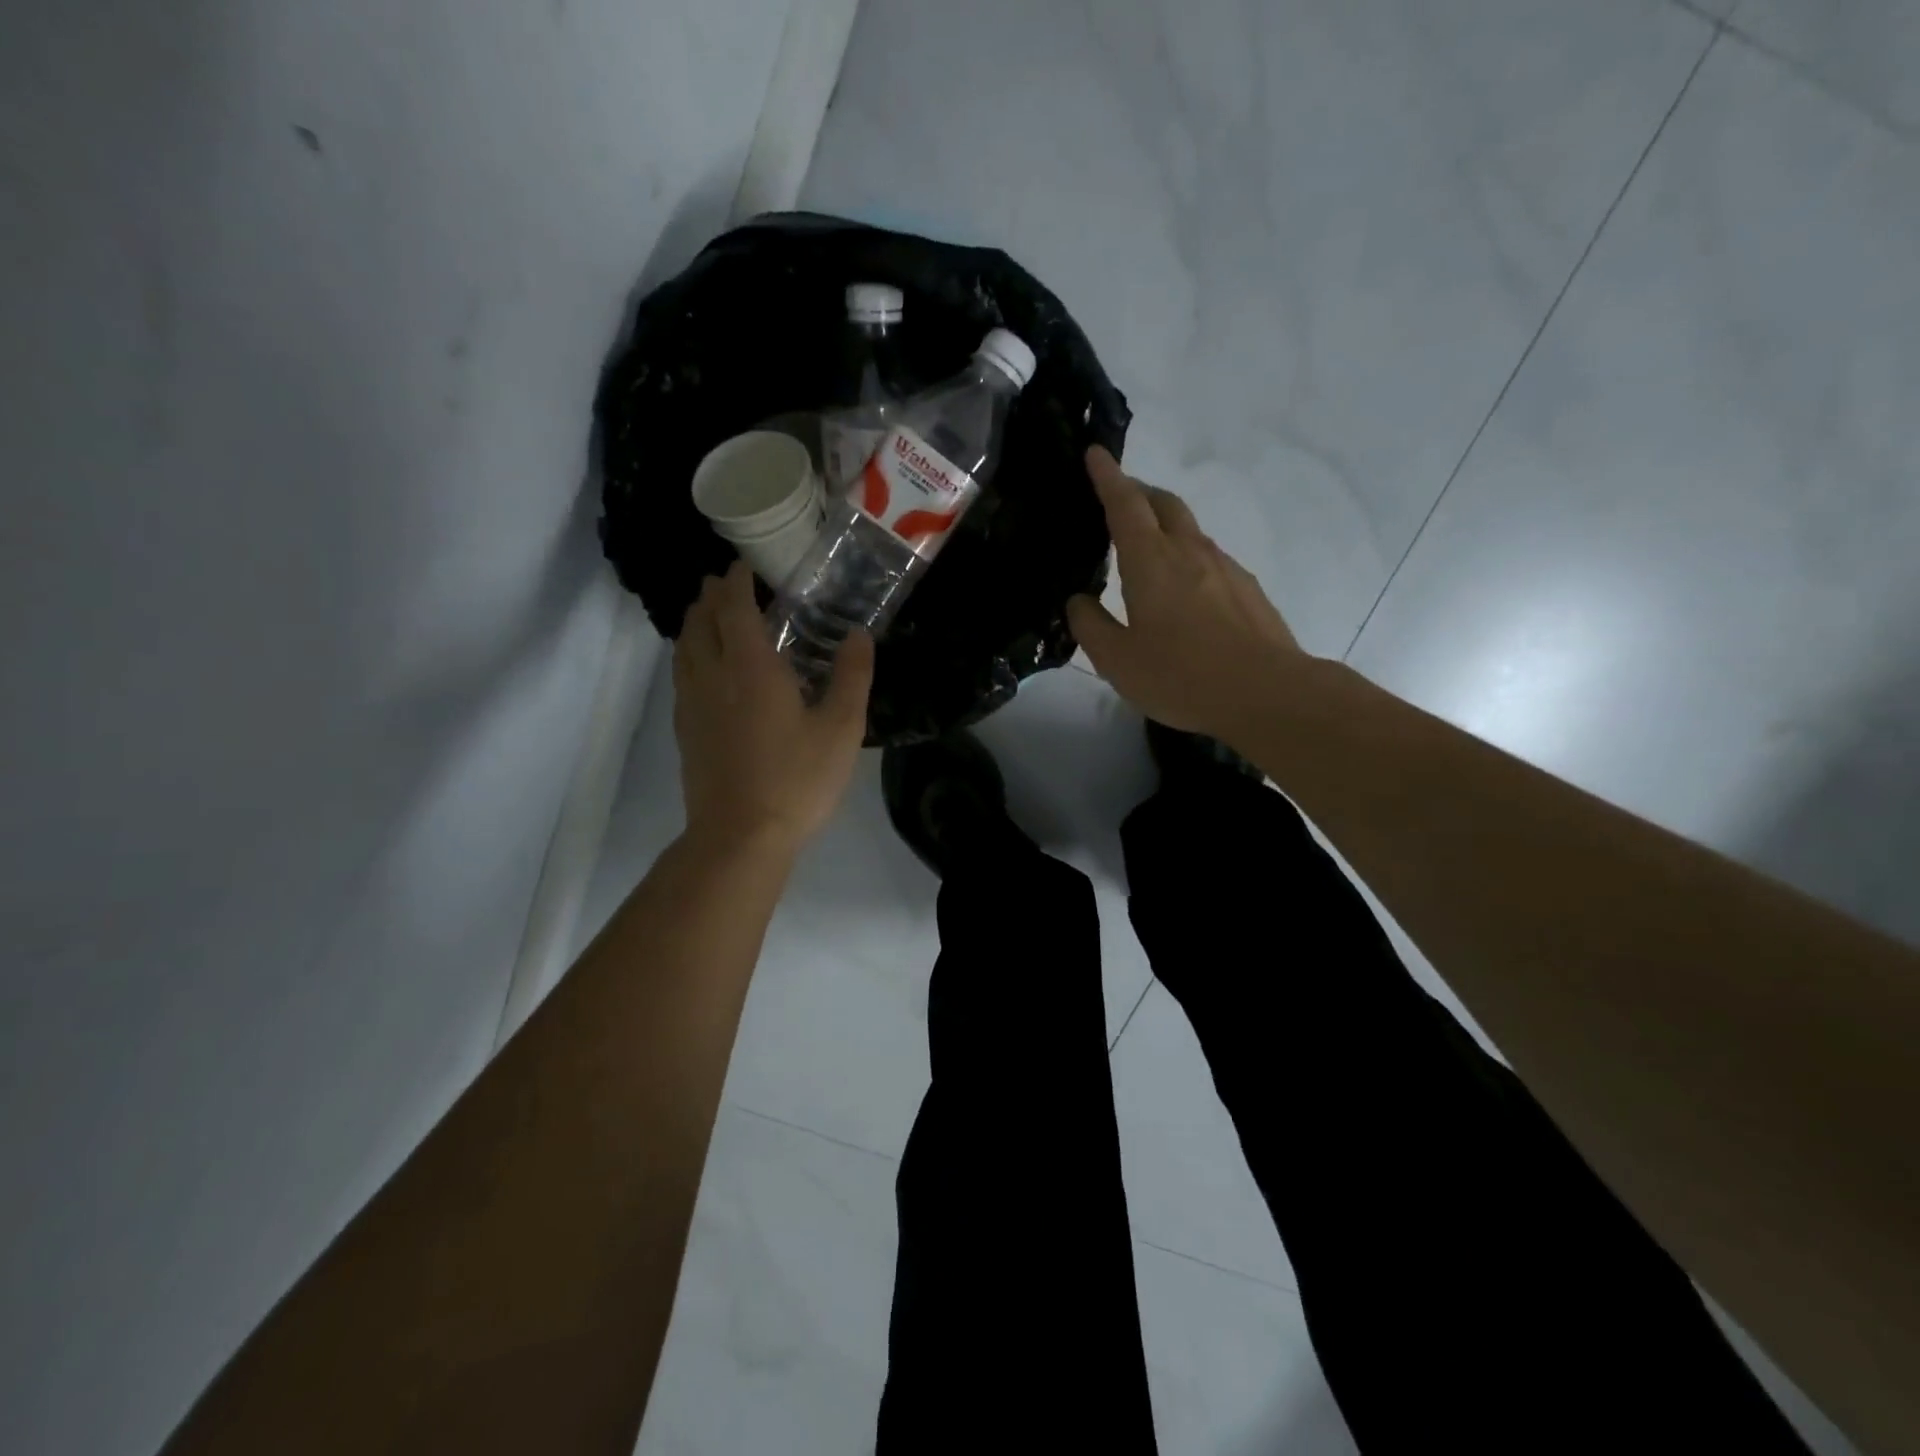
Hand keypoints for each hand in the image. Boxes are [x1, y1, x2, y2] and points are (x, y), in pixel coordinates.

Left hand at [673, 561, 874, 856]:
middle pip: (700, 621)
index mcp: (751, 667)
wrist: (740, 837)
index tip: (745, 566)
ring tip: (710, 615)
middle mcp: (713, 675)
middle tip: (726, 584)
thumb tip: (859, 634)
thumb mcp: (841, 729)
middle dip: (711, 596)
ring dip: (695, 622)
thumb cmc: (796, 780)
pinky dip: (690, 653)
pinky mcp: (685, 730)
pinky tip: (704, 668)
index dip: (737, 581)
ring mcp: (692, 704)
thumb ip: (852, 676)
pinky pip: (681, 675)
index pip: (734, 607)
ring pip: (683, 647)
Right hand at [1068, 447, 1307, 743]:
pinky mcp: (1247, 589)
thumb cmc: (1181, 675)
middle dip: (1138, 491)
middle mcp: (1189, 551)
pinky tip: (1185, 590)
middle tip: (1118, 497)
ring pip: (1189, 529)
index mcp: (1151, 561)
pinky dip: (1188, 556)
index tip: (1095, 452)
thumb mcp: (1117, 660)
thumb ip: (1090, 626)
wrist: (1267, 692)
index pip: (1124, 504)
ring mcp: (1224, 567)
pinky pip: (1210, 558)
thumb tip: (1078, 601)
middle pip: (1163, 503)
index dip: (1107, 477)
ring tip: (1147, 548)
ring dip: (1165, 524)